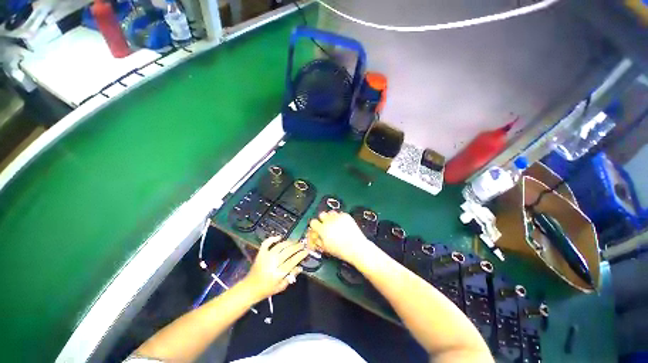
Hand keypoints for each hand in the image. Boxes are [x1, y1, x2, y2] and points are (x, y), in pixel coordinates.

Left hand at [243, 236, 307, 301]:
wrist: (250, 288)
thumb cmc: (267, 289)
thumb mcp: (281, 286)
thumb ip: (291, 276)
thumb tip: (300, 267)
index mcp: (278, 273)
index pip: (292, 261)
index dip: (301, 255)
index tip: (307, 251)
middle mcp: (272, 263)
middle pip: (288, 251)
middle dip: (297, 247)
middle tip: (302, 244)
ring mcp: (266, 257)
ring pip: (280, 246)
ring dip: (289, 242)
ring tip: (295, 241)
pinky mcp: (260, 253)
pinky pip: (266, 243)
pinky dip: (273, 238)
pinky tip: (280, 237)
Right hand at [308, 211, 372, 264]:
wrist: (356, 247)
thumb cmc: (341, 250)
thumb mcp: (326, 248)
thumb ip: (318, 240)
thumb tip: (316, 236)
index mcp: (322, 229)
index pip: (313, 222)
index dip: (315, 225)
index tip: (317, 228)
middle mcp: (329, 221)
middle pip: (321, 214)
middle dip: (323, 219)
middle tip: (326, 225)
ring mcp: (338, 217)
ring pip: (330, 212)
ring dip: (331, 217)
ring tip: (335, 224)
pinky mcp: (346, 215)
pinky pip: (340, 213)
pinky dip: (340, 218)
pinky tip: (342, 224)